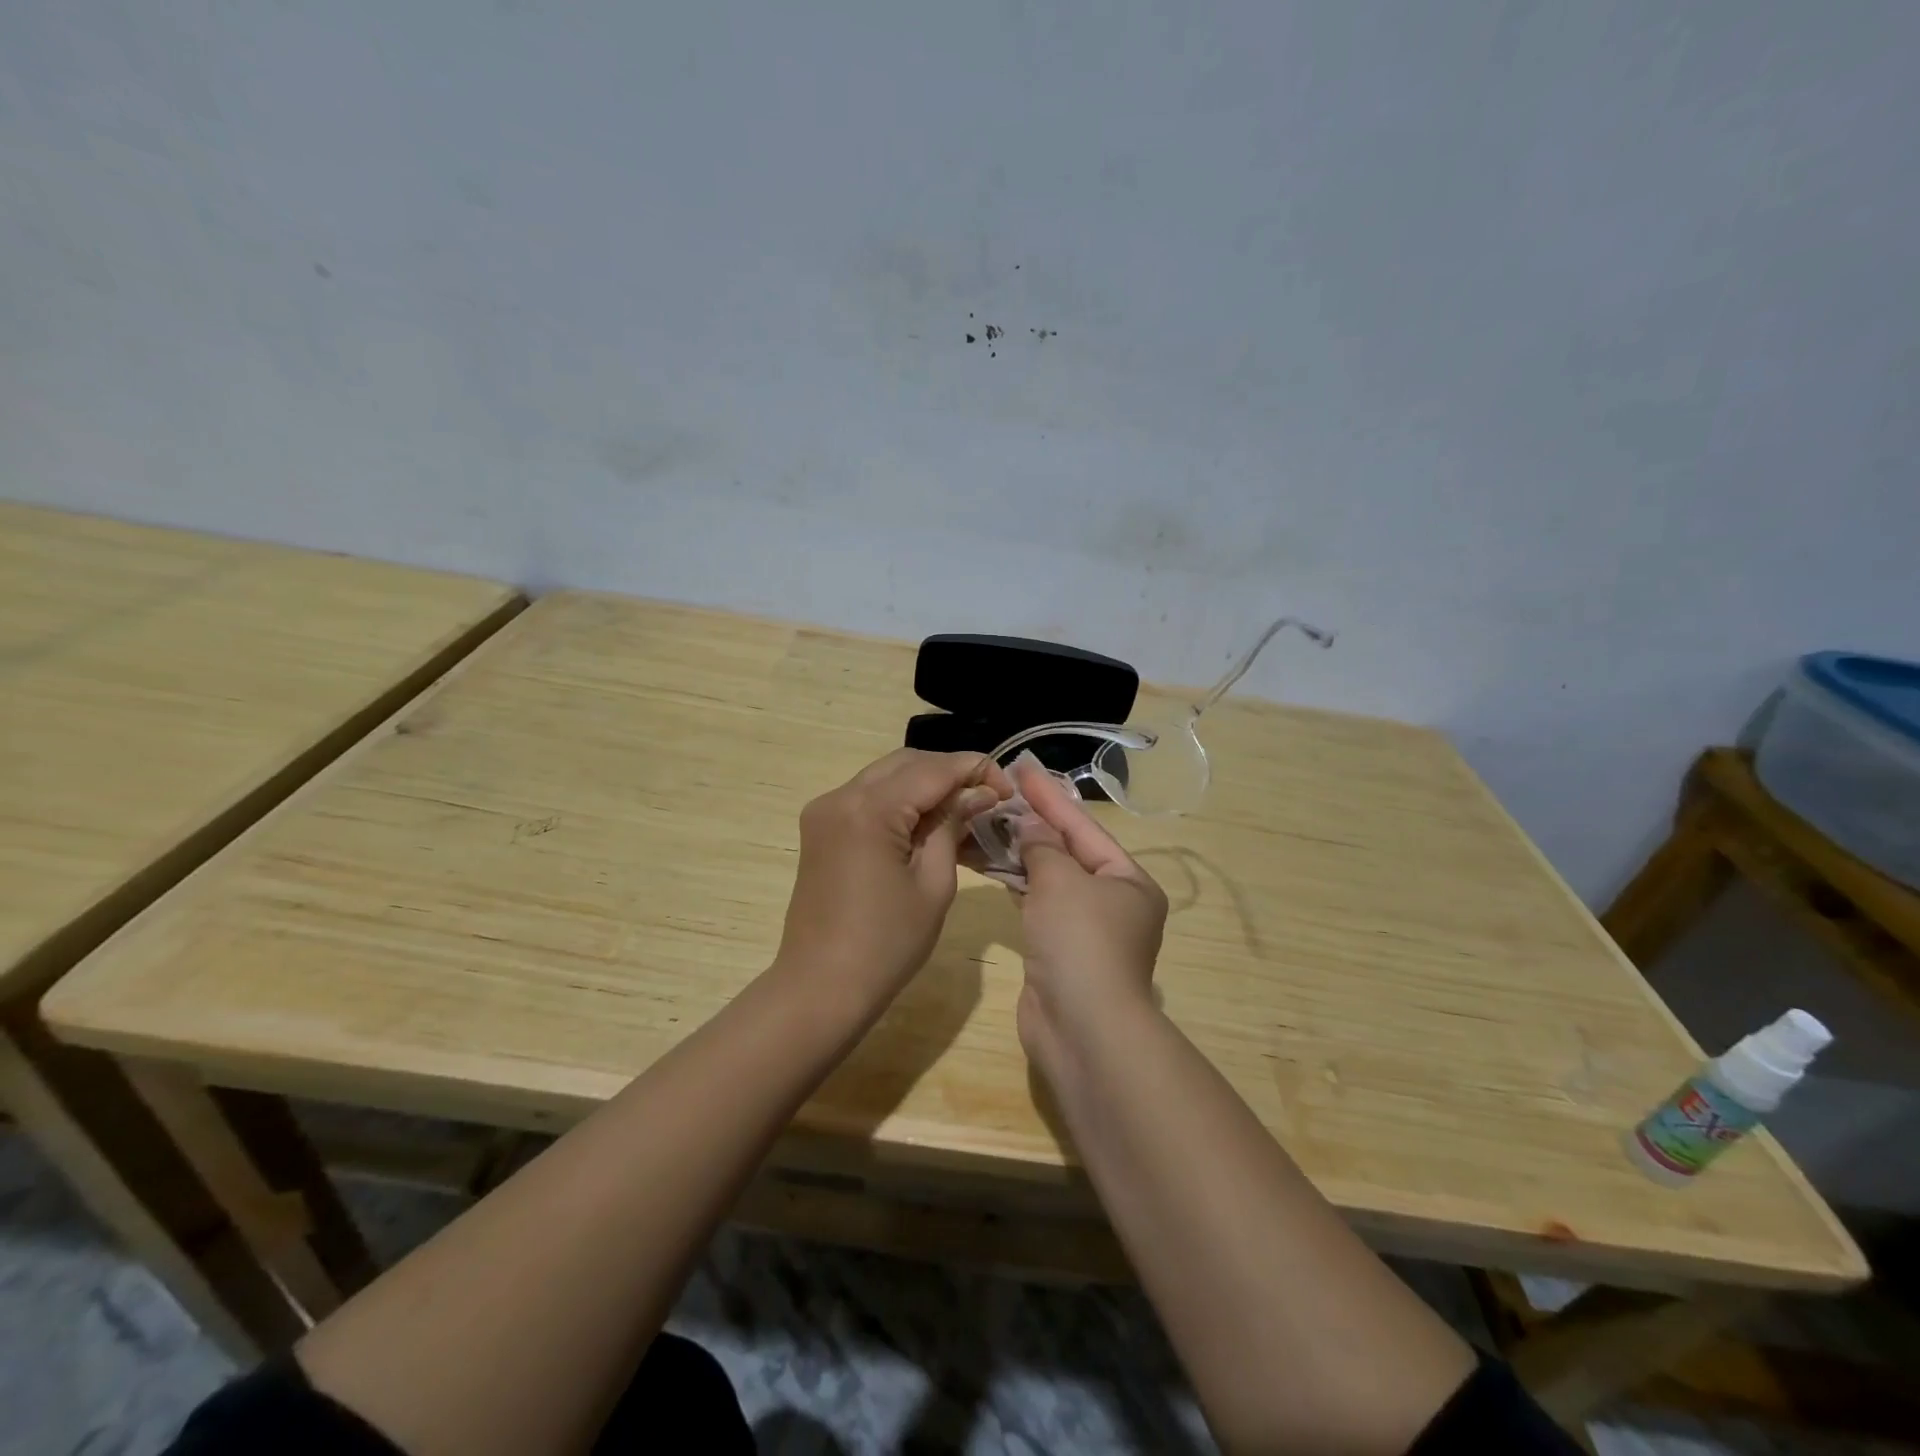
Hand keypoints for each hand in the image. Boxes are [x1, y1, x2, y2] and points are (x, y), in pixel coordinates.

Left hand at [776, 749, 1011, 1008]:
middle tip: (988, 796)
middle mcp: (840, 796)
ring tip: (965, 808)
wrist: (821, 987)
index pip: (932, 769)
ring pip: (886, 776)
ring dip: (926, 784)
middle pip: (906, 763)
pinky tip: (929, 822)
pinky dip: (900, 801)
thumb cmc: (887, 944)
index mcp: (868, 809)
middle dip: (950, 772)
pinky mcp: (821, 828)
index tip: (1008, 786)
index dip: (975, 769)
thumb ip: (952, 825)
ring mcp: (825, 811)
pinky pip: (868, 798)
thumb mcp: (934, 883)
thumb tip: (978, 793)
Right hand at [1000, 755, 1168, 1063]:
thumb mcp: (1062, 882)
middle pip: (1069, 852)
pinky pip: (1038, 905)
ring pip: (1051, 880)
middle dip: (1035, 823)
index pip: (1084, 827)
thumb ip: (1043, 847)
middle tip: (1001, 792)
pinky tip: (994, 866)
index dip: (1050, 797)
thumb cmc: (1081, 942)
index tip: (1022, 768)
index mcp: (1128, 881)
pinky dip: (1018, 885)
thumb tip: (1029, 824)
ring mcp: (1086, 930)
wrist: (1082, 1029)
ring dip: (1022, 854)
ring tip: (989, 822)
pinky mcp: (1060, 952)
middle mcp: (1114, 902)